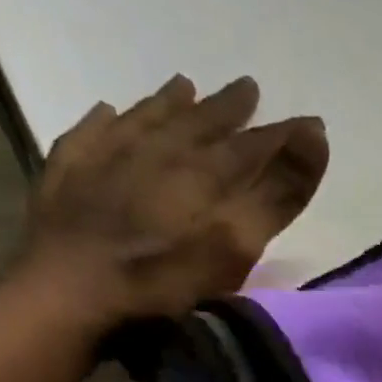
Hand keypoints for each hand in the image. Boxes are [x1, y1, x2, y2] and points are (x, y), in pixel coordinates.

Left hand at [19, 74, 328, 327]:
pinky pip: (90, 134)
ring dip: (170, 104)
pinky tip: (107, 112)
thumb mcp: (234, 246)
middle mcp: (156, 152)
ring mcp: (106, 159)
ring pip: (147, 120)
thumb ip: (276, 194)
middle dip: (228, 109)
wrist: (69, 296)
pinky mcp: (67, 176)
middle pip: (200, 125)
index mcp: (202, 174)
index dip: (284, 136)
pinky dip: (106, 121)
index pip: (252, 147)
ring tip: (185, 86)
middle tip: (248, 87)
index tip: (311, 121)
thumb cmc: (163, 282)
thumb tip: (315, 134)